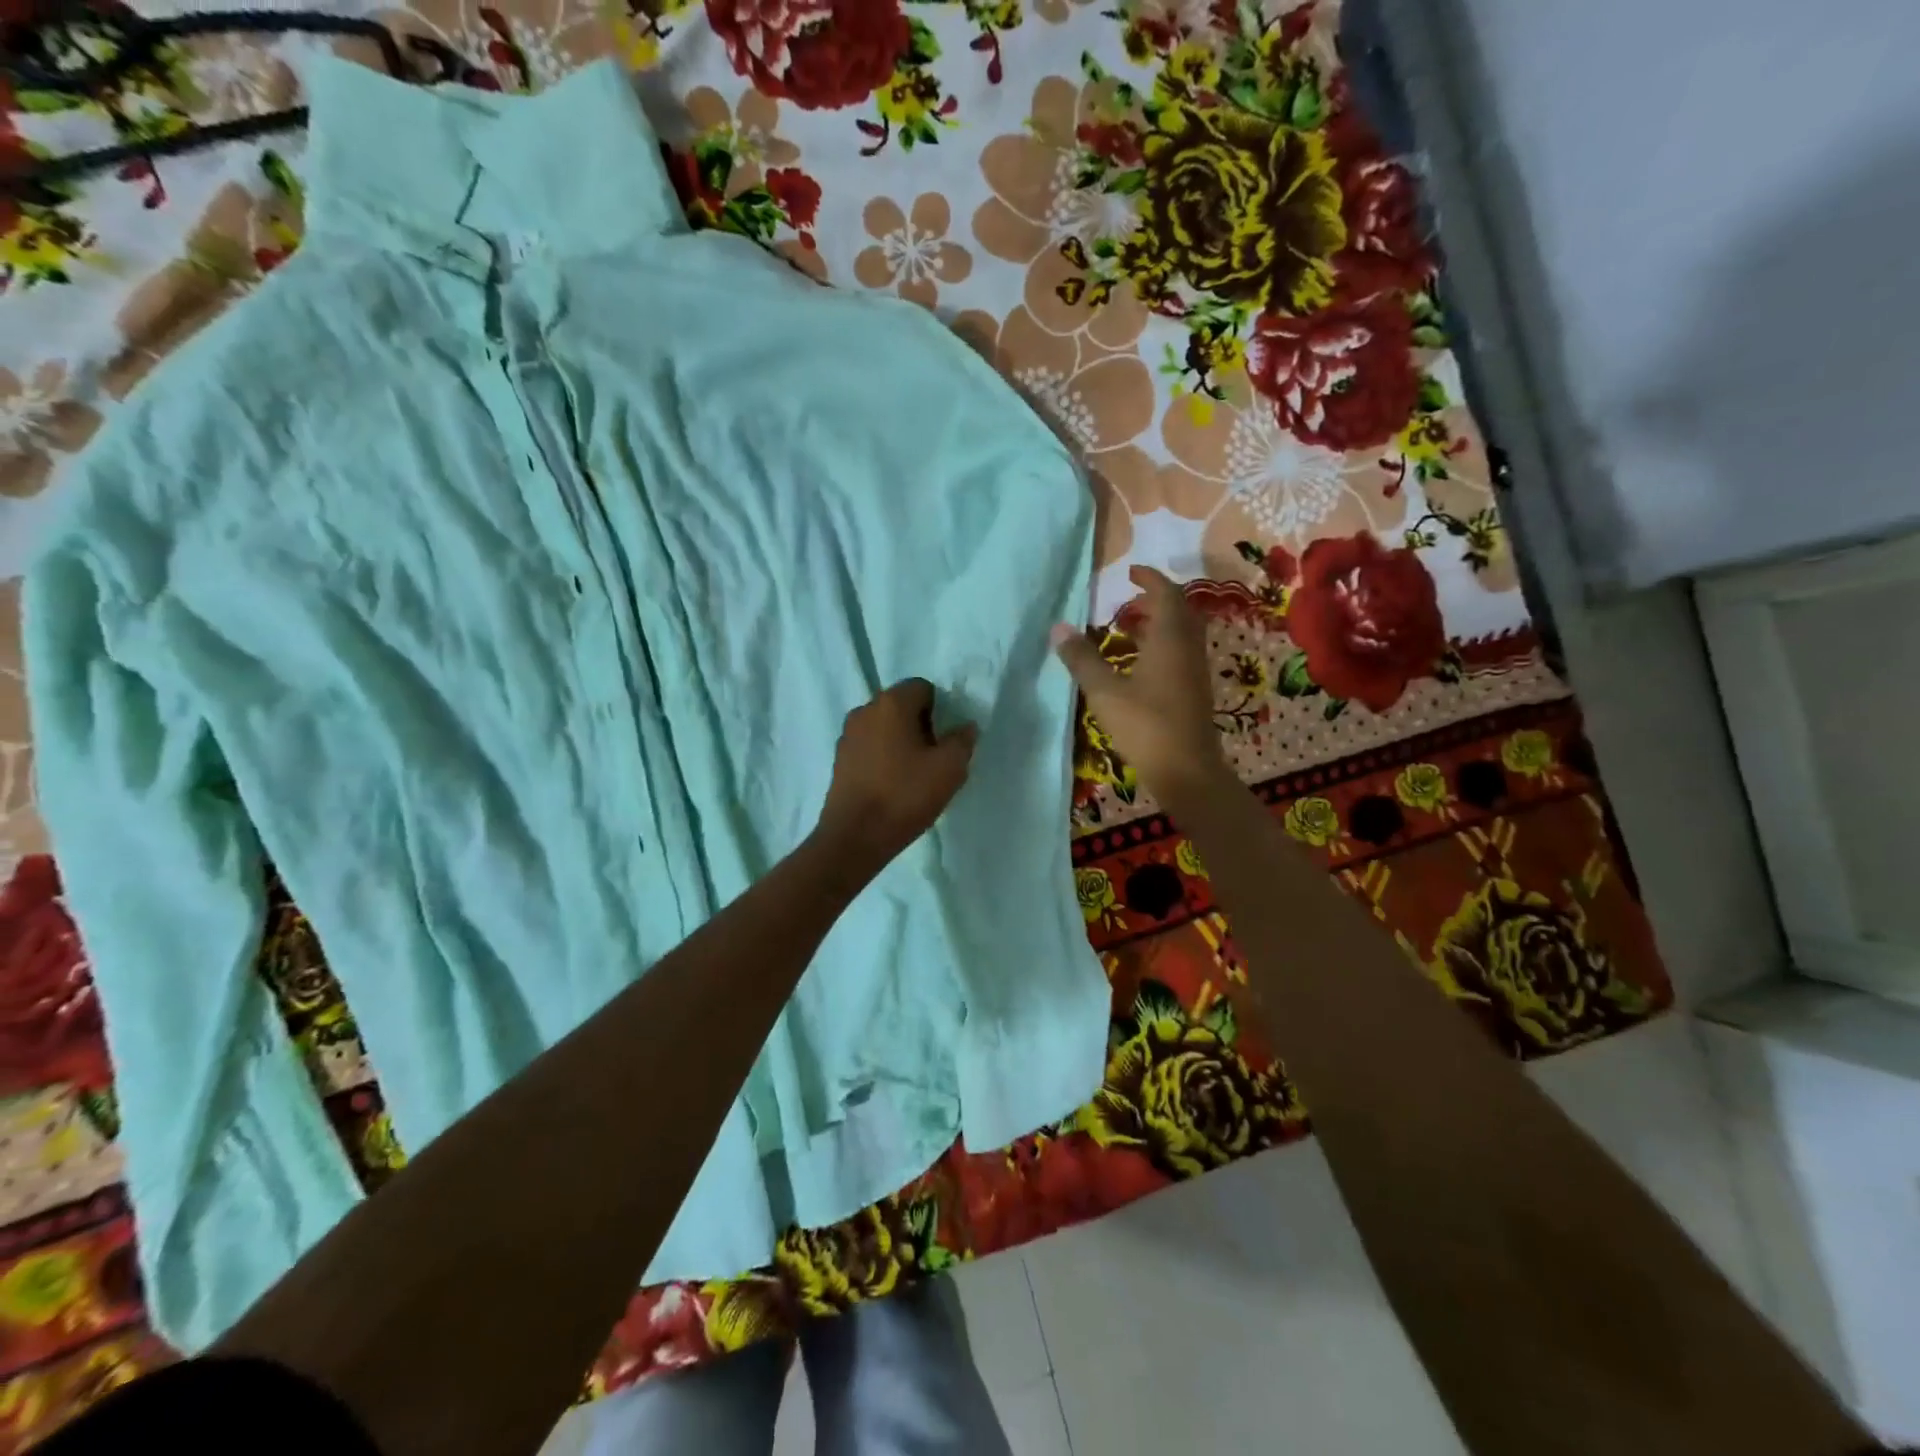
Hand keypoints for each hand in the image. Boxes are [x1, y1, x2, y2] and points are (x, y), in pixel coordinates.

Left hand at [815, 679, 977, 871]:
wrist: (855, 837)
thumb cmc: (905, 795)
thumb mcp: (949, 768)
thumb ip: (962, 741)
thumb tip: (965, 727)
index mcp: (891, 703)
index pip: (923, 687)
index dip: (940, 710)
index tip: (945, 740)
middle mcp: (865, 710)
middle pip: (901, 706)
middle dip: (921, 725)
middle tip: (934, 759)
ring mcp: (848, 735)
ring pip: (884, 728)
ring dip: (901, 742)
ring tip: (914, 775)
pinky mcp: (839, 760)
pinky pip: (869, 747)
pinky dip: (883, 758)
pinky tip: (892, 786)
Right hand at [1051, 565, 1227, 802]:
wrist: (1187, 771)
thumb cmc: (1146, 726)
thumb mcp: (1105, 692)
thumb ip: (1082, 659)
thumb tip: (1058, 627)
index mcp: (1170, 639)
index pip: (1166, 594)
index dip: (1150, 578)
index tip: (1130, 572)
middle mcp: (1188, 648)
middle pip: (1179, 611)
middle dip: (1156, 600)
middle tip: (1128, 600)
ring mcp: (1194, 671)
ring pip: (1181, 634)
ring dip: (1159, 624)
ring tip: (1128, 628)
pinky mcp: (1194, 691)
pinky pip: (1180, 653)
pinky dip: (1162, 645)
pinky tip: (1139, 664)